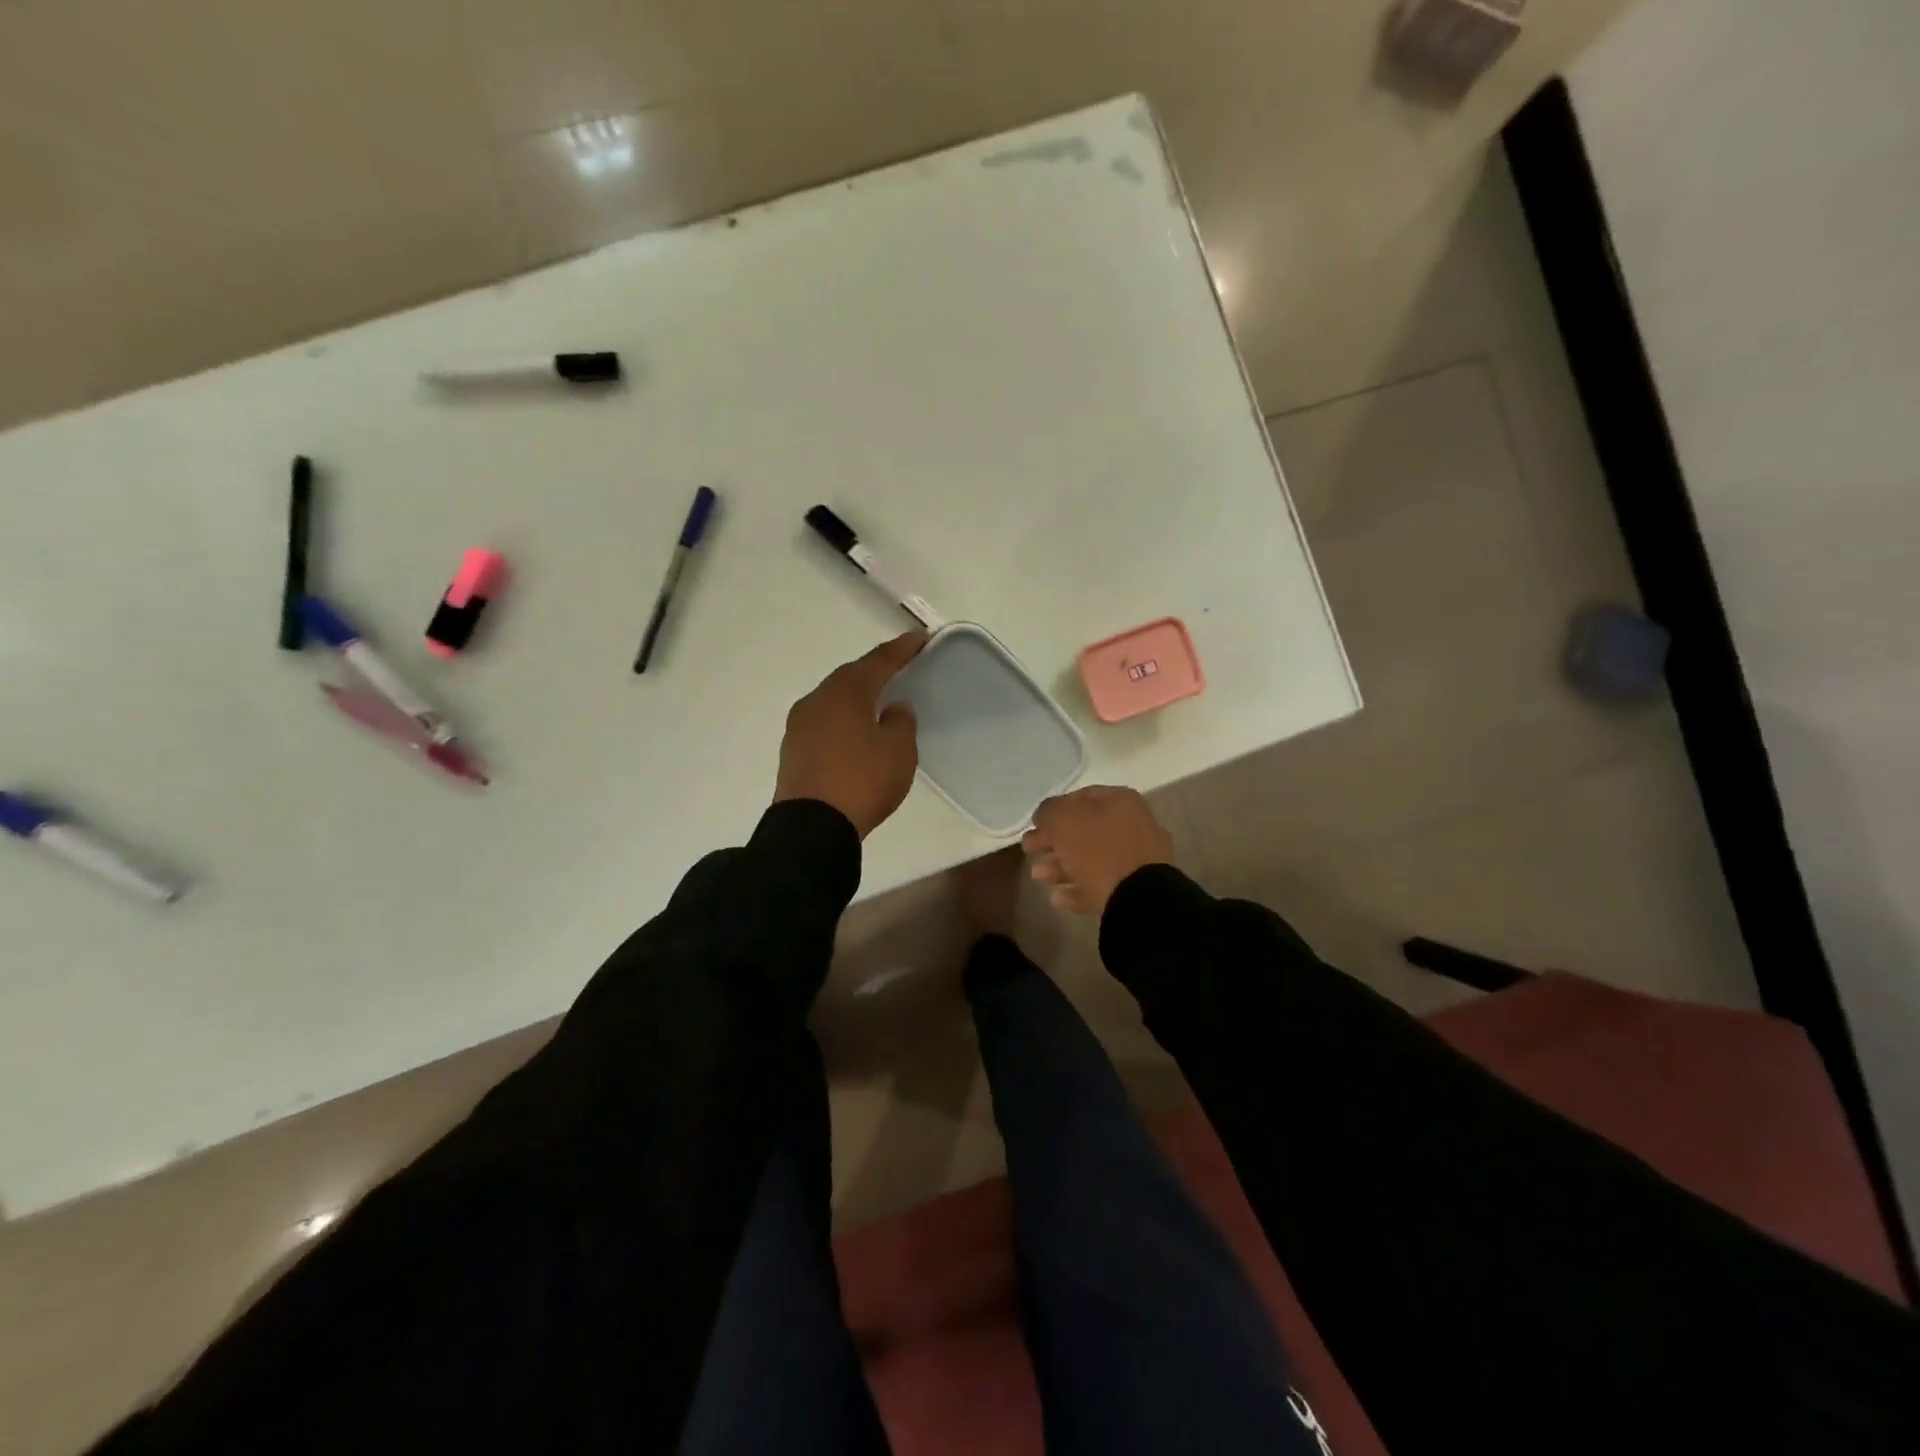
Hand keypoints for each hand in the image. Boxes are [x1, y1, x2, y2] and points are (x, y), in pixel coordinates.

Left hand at [774, 631, 925, 837]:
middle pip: (850, 677)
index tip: (919, 638)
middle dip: (875, 670)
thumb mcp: (898, 751)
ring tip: (878, 700)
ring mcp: (799, 725)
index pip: (878, 662)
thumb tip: (894, 708)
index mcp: (845, 692)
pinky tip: (855, 731)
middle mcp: (817, 700)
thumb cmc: (862, 781)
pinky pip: (824, 723)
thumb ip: (901, 722)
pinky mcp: (792, 750)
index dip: (901, 650)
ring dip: (856, 696)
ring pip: (833, 700)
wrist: (812, 828)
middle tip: (899, 667)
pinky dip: (842, 720)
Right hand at [1024, 786, 1174, 915]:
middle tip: (1029, 849)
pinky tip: (1058, 898)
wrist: (1138, 899)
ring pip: (1091, 859)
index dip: (1054, 809)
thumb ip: (1049, 811)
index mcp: (1120, 801)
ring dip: (1060, 866)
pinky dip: (1078, 889)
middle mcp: (1133, 826)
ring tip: (1038, 876)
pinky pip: (1101, 885)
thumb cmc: (1098, 850)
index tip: (1034, 825)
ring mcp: (1137, 859)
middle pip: (1085, 830)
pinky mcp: (1135, 889)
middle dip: (1053, 841)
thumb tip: (1046, 816)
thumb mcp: (1063, 820)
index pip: (1081, 797)